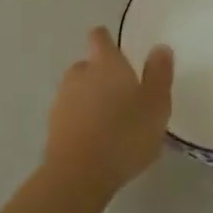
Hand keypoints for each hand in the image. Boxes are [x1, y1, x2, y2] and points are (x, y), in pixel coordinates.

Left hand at [45, 27, 172, 199]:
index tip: (112, 45)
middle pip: (87, 65)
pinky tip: (95, 138)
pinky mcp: (52, 127)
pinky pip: (69, 115)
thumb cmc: (125, 133)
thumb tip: (160, 47)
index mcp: (106, 64)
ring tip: (108, 118)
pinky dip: (80, 120)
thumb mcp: (156, 104)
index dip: (105, 39)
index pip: (100, 38)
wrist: (80, 174)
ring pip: (76, 90)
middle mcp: (80, 74)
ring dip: (88, 98)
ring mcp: (62, 100)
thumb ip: (159, 74)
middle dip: (99, 73)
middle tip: (119, 91)